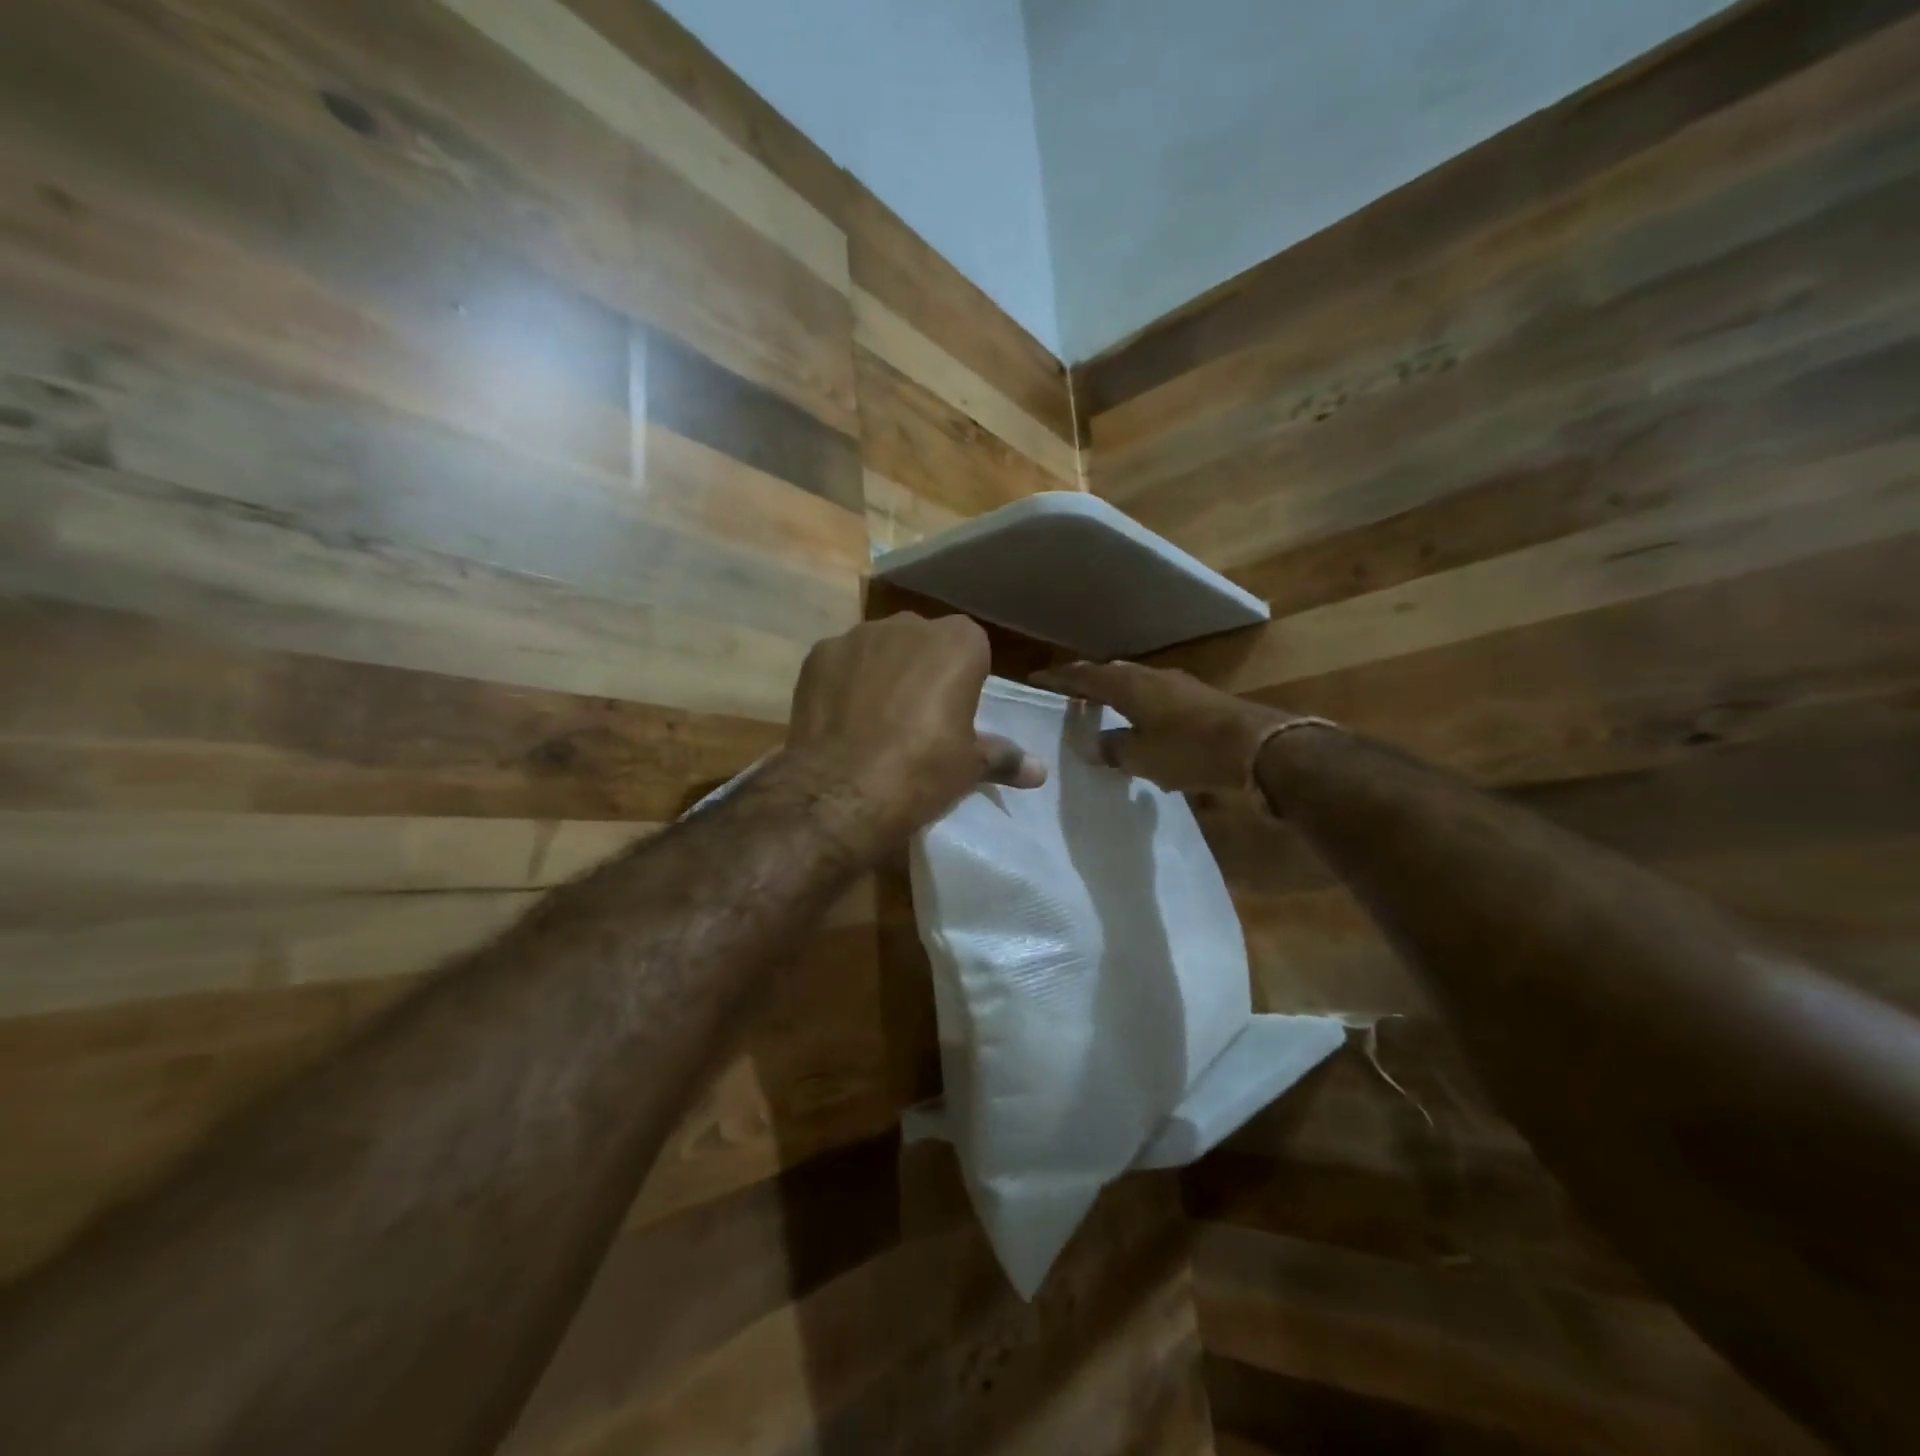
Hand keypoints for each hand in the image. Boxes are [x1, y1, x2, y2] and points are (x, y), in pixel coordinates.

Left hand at [780, 614, 1045, 853]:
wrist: (843, 791)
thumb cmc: (923, 771)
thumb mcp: (970, 767)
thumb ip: (1003, 758)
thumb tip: (1040, 772)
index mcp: (958, 643)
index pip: (971, 648)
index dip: (964, 678)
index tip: (956, 711)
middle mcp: (909, 625)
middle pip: (923, 641)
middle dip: (923, 668)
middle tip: (917, 716)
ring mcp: (859, 636)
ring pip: (879, 648)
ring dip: (882, 672)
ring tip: (874, 719)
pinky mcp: (818, 655)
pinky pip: (841, 663)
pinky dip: (844, 682)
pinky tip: (841, 719)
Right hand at [1032, 660, 1307, 795]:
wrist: (1256, 746)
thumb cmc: (1188, 750)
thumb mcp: (1141, 757)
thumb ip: (1112, 749)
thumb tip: (1094, 745)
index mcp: (1128, 685)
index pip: (1083, 676)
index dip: (1059, 678)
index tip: (1036, 679)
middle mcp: (1150, 677)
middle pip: (1109, 674)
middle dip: (1086, 683)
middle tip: (1067, 696)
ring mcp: (1177, 685)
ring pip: (1134, 684)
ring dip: (1114, 695)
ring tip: (1099, 710)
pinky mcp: (1198, 699)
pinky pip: (1155, 697)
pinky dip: (1138, 706)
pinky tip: (1140, 726)